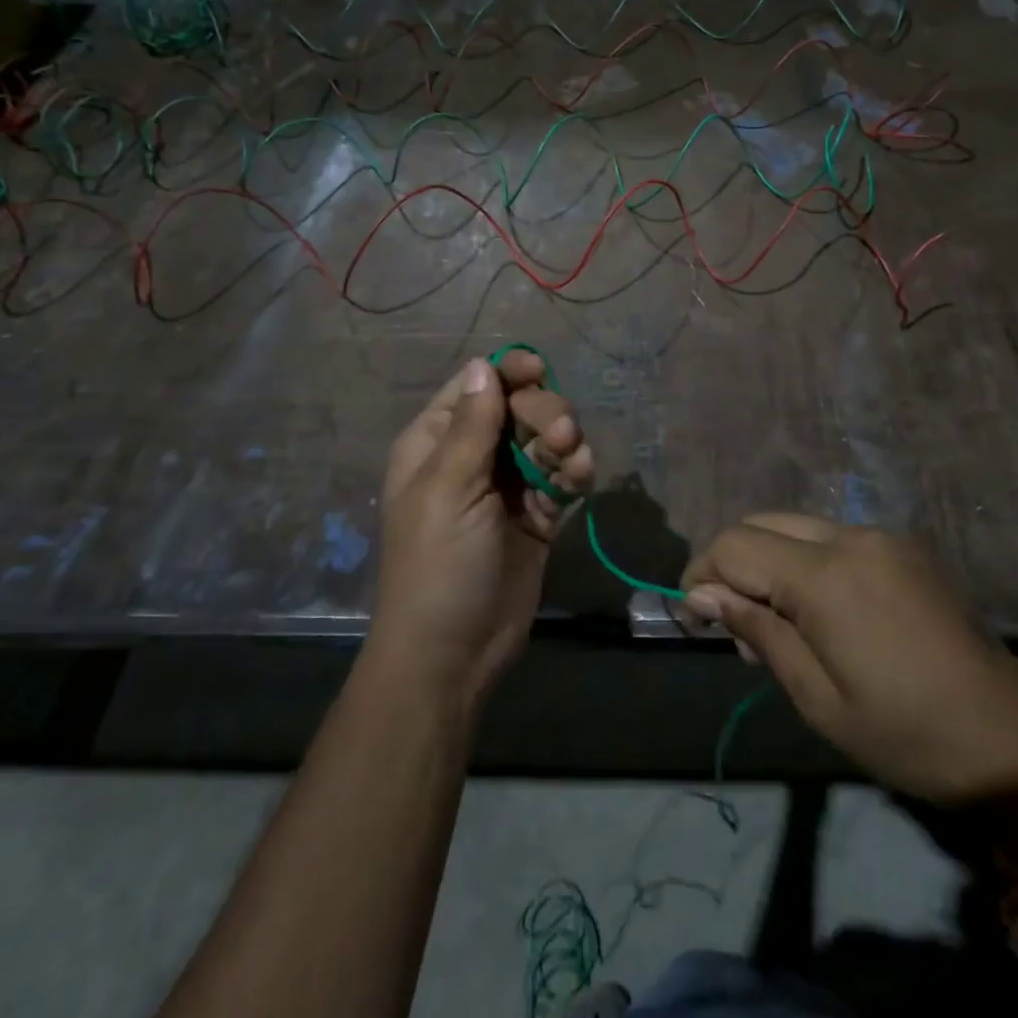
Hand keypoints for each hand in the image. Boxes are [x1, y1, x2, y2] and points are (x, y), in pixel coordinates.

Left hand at [371, 352, 593, 712]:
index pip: (475, 388)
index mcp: (436, 443)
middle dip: (543, 413)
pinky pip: (560, 475)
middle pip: (517, 408)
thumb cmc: (437, 565)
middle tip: (560, 434)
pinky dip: (573, 470)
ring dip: (564, 441)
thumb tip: (481, 364)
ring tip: (573, 461)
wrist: (454, 653)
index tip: (540, 370)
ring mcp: (506, 486)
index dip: (507, 373)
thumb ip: (471, 425)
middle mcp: (472, 457)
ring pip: (545, 439)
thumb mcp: (448, 489)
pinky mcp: (537, 514)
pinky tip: (580, 478)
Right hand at [681, 514, 1017, 803]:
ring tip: (773, 626)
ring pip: (796, 526)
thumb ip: (757, 632)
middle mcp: (852, 538)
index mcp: (827, 576)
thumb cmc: (907, 735)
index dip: (701, 573)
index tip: (692, 617)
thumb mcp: (818, 698)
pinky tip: (817, 613)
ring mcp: (882, 538)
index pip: (735, 545)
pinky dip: (804, 562)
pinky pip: (832, 538)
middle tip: (731, 625)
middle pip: (762, 522)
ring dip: (768, 561)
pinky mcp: (904, 549)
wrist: (1015, 744)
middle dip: (731, 562)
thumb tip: (703, 594)